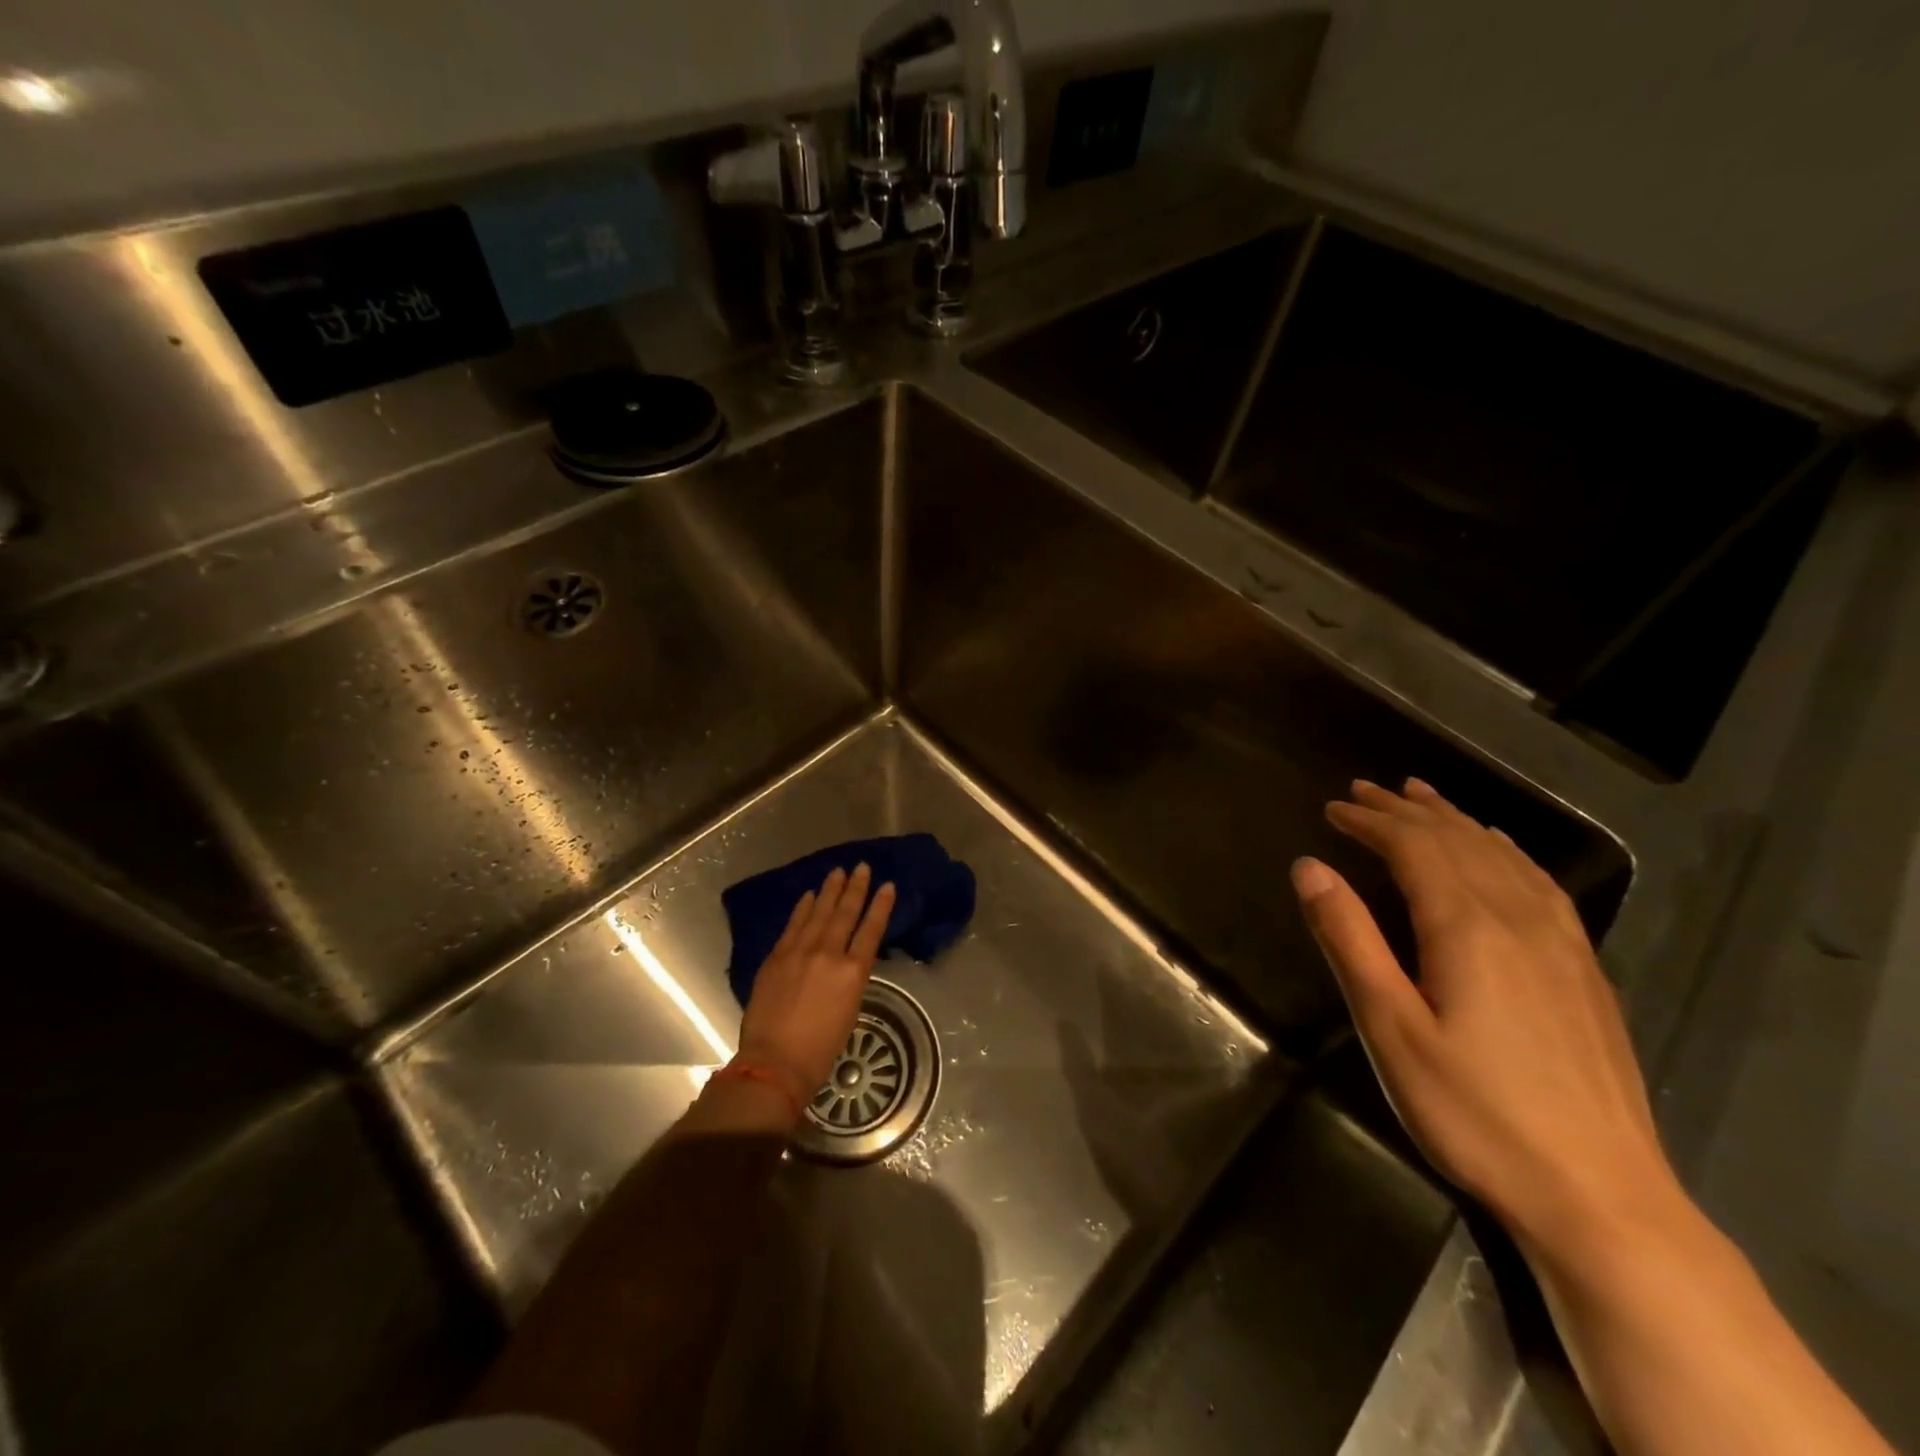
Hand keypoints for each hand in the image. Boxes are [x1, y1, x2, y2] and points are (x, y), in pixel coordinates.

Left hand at [732, 864, 896, 1125]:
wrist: (775, 1062)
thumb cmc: (820, 1049)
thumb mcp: (849, 1011)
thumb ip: (848, 979)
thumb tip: (843, 962)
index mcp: (853, 972)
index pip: (871, 930)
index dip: (880, 906)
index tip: (887, 886)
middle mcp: (829, 954)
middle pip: (845, 913)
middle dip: (855, 888)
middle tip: (861, 867)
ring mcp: (800, 952)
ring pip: (819, 913)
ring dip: (829, 891)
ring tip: (838, 872)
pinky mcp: (777, 956)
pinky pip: (793, 925)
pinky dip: (802, 908)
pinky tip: (809, 895)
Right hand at [1291, 778, 1679, 1256]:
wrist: (1600, 1196)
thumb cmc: (1472, 1111)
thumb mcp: (1389, 1027)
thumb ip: (1349, 939)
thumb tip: (1309, 867)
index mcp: (1466, 927)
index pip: (1413, 847)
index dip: (1371, 820)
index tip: (1332, 808)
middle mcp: (1517, 918)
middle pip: (1457, 840)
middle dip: (1406, 810)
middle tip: (1364, 790)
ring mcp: (1560, 943)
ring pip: (1502, 855)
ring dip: (1455, 820)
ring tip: (1422, 797)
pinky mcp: (1583, 970)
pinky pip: (1540, 883)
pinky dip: (1506, 850)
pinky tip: (1500, 849)